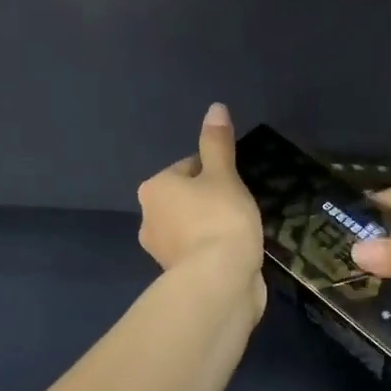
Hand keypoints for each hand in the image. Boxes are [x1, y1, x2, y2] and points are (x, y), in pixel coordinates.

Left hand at [136, 103, 263, 292]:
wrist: (219, 282)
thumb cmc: (220, 219)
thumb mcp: (224, 175)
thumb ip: (218, 143)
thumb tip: (215, 107)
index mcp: (154, 188)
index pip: (188, 167)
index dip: (216, 172)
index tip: (237, 185)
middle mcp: (148, 218)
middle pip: (187, 198)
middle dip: (211, 201)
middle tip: (241, 209)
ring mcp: (161, 251)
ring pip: (192, 226)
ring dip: (212, 227)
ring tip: (241, 233)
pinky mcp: (177, 276)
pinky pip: (198, 252)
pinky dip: (213, 251)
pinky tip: (234, 254)